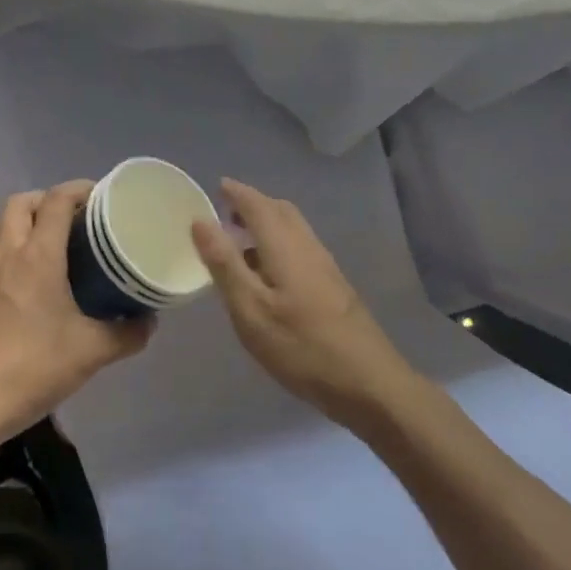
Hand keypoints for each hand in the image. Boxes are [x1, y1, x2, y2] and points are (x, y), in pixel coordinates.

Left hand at [0, 182, 153, 445]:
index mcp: (38, 255)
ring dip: (26, 219)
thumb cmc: (34, 367)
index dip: (80, 189)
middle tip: (76, 218)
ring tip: (54, 240)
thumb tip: (150, 321)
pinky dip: (10, 246)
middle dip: (49, 199)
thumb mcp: (93, 351)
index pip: (56, 200)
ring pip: (1, 224)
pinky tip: (27, 274)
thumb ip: (128, 332)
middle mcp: (8, 253)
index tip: (103, 197)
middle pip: (21, 202)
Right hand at [191, 180, 415, 427]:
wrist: (369, 384)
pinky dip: (278, 243)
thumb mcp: (251, 310)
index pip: (258, 205)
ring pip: (294, 229)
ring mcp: (326, 267)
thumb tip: (201, 221)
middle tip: (225, 213)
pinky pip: (301, 247)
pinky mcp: (334, 286)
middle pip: (281, 211)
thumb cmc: (302, 347)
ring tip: (240, 241)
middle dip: (253, 204)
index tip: (217, 186)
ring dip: (267, 223)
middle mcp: (309, 247)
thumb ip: (225, 264)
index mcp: (286, 247)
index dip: (237, 193)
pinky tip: (268, 272)